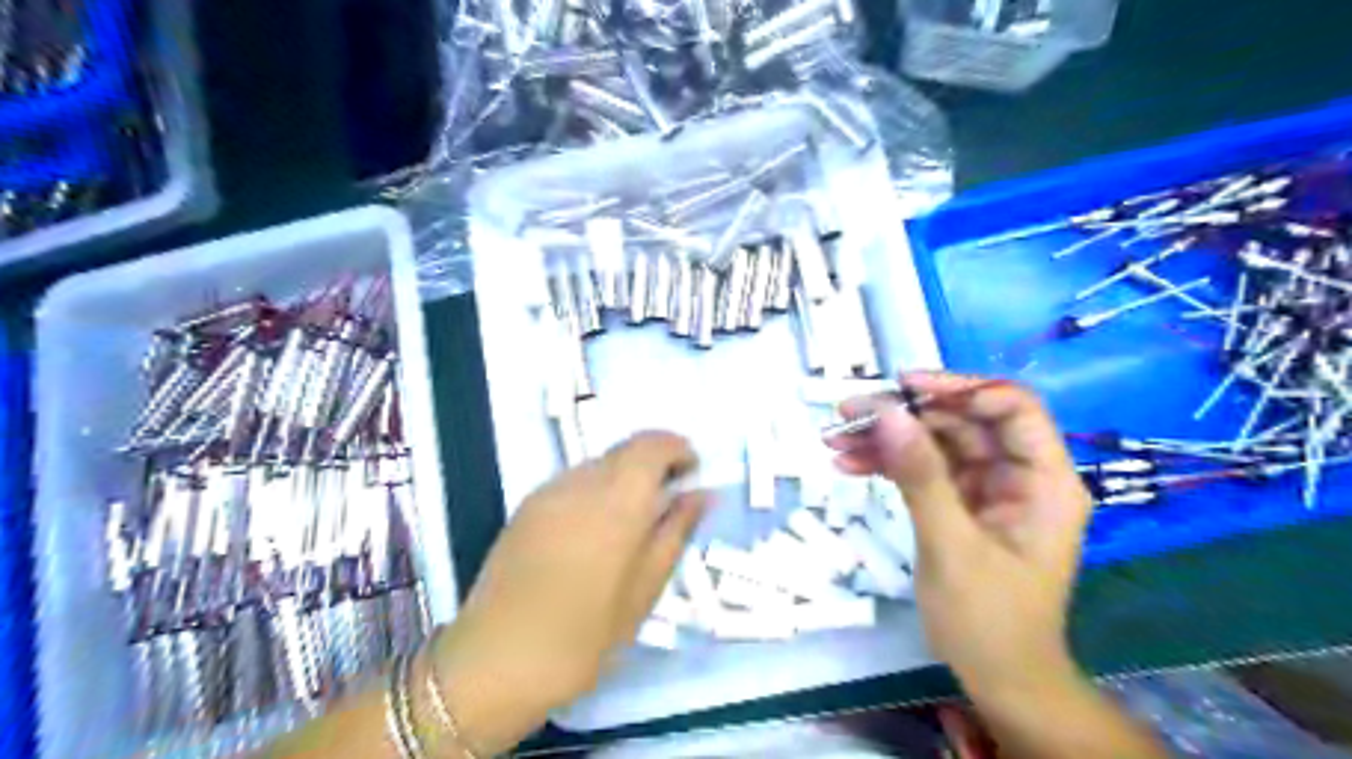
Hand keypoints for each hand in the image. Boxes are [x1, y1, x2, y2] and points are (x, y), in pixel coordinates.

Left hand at [434, 430, 708, 756]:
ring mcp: (549, 491)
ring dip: (625, 475)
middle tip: (671, 494)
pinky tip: (597, 530)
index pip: (653, 445)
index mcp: (618, 500)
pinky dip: (598, 489)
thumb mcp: (645, 588)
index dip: (678, 449)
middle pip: (625, 448)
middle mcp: (582, 482)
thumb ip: (676, 531)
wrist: (498, 658)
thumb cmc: (586, 634)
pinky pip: (574, 481)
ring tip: (635, 518)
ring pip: (599, 463)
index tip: (694, 471)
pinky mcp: (526, 506)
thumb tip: (701, 494)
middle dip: (654, 460)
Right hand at [831, 371, 1091, 696]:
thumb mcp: (951, 546)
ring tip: (834, 438)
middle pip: (962, 421)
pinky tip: (848, 464)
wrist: (996, 678)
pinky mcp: (960, 503)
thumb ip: (921, 476)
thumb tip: (889, 412)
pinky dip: (887, 465)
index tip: (904, 386)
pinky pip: (922, 470)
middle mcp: (1018, 474)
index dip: (960, 387)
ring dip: (886, 438)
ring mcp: (987, 488)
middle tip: (848, 411)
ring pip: (935, 442)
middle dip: (905, 414)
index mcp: (1043, 480)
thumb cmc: (989, 620)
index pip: (1012, 407)